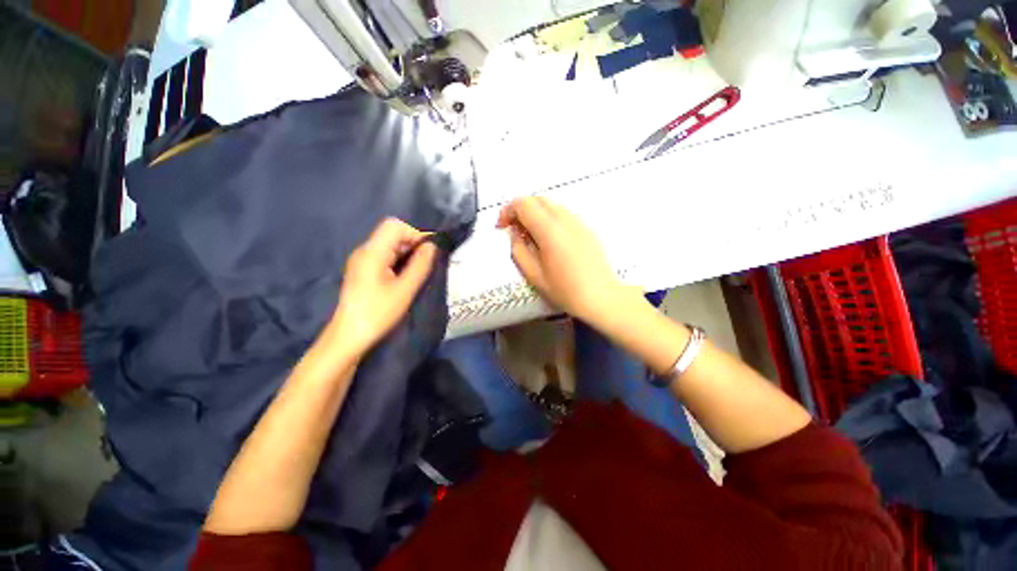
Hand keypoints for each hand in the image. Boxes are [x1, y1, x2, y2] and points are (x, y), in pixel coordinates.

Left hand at [330, 218, 437, 357]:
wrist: (349, 336)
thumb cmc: (378, 313)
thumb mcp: (405, 290)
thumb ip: (420, 265)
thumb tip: (432, 246)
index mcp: (372, 252)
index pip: (395, 226)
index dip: (415, 233)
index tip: (430, 250)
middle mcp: (364, 251)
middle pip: (391, 233)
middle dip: (413, 243)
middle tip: (427, 262)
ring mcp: (361, 260)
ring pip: (389, 245)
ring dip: (407, 253)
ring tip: (418, 270)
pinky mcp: (362, 270)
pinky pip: (384, 256)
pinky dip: (399, 260)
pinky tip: (405, 275)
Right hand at [497, 196, 639, 326]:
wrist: (601, 296)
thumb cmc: (565, 290)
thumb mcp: (534, 275)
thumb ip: (519, 250)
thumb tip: (515, 233)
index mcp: (550, 231)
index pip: (524, 204)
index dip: (508, 211)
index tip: (502, 226)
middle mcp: (565, 219)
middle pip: (537, 199)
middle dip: (520, 210)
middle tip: (514, 230)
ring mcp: (578, 222)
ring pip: (551, 205)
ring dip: (535, 214)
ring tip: (531, 236)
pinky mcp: (586, 228)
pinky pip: (562, 214)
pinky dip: (549, 219)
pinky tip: (548, 240)